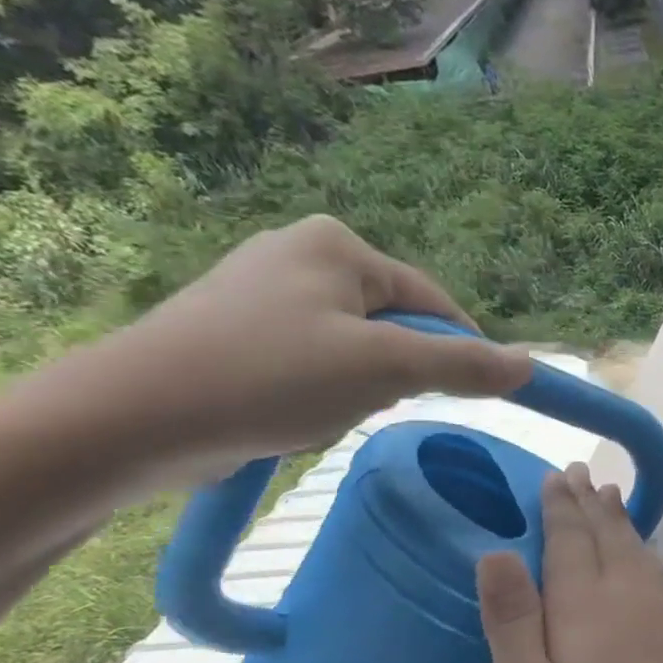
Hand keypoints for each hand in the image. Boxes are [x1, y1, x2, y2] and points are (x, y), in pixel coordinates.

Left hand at [66, 215, 533, 487]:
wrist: (134, 417)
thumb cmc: (271, 377)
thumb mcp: (384, 369)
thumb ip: (463, 365)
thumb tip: (528, 365)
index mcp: (337, 245)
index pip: (433, 302)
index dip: (461, 352)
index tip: (471, 397)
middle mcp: (300, 252)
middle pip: (395, 324)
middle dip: (396, 373)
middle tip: (370, 403)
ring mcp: (263, 289)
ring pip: (357, 347)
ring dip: (359, 387)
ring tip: (322, 410)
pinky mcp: (237, 328)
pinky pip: (315, 360)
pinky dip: (321, 391)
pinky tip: (293, 412)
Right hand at [476, 463, 662, 662]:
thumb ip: (514, 623)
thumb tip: (495, 552)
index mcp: (587, 606)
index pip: (569, 541)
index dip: (559, 507)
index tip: (555, 475)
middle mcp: (629, 598)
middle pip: (607, 537)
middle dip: (589, 504)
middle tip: (580, 473)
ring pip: (637, 552)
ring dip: (620, 522)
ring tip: (610, 499)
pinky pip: (657, 574)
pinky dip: (644, 551)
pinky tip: (644, 559)